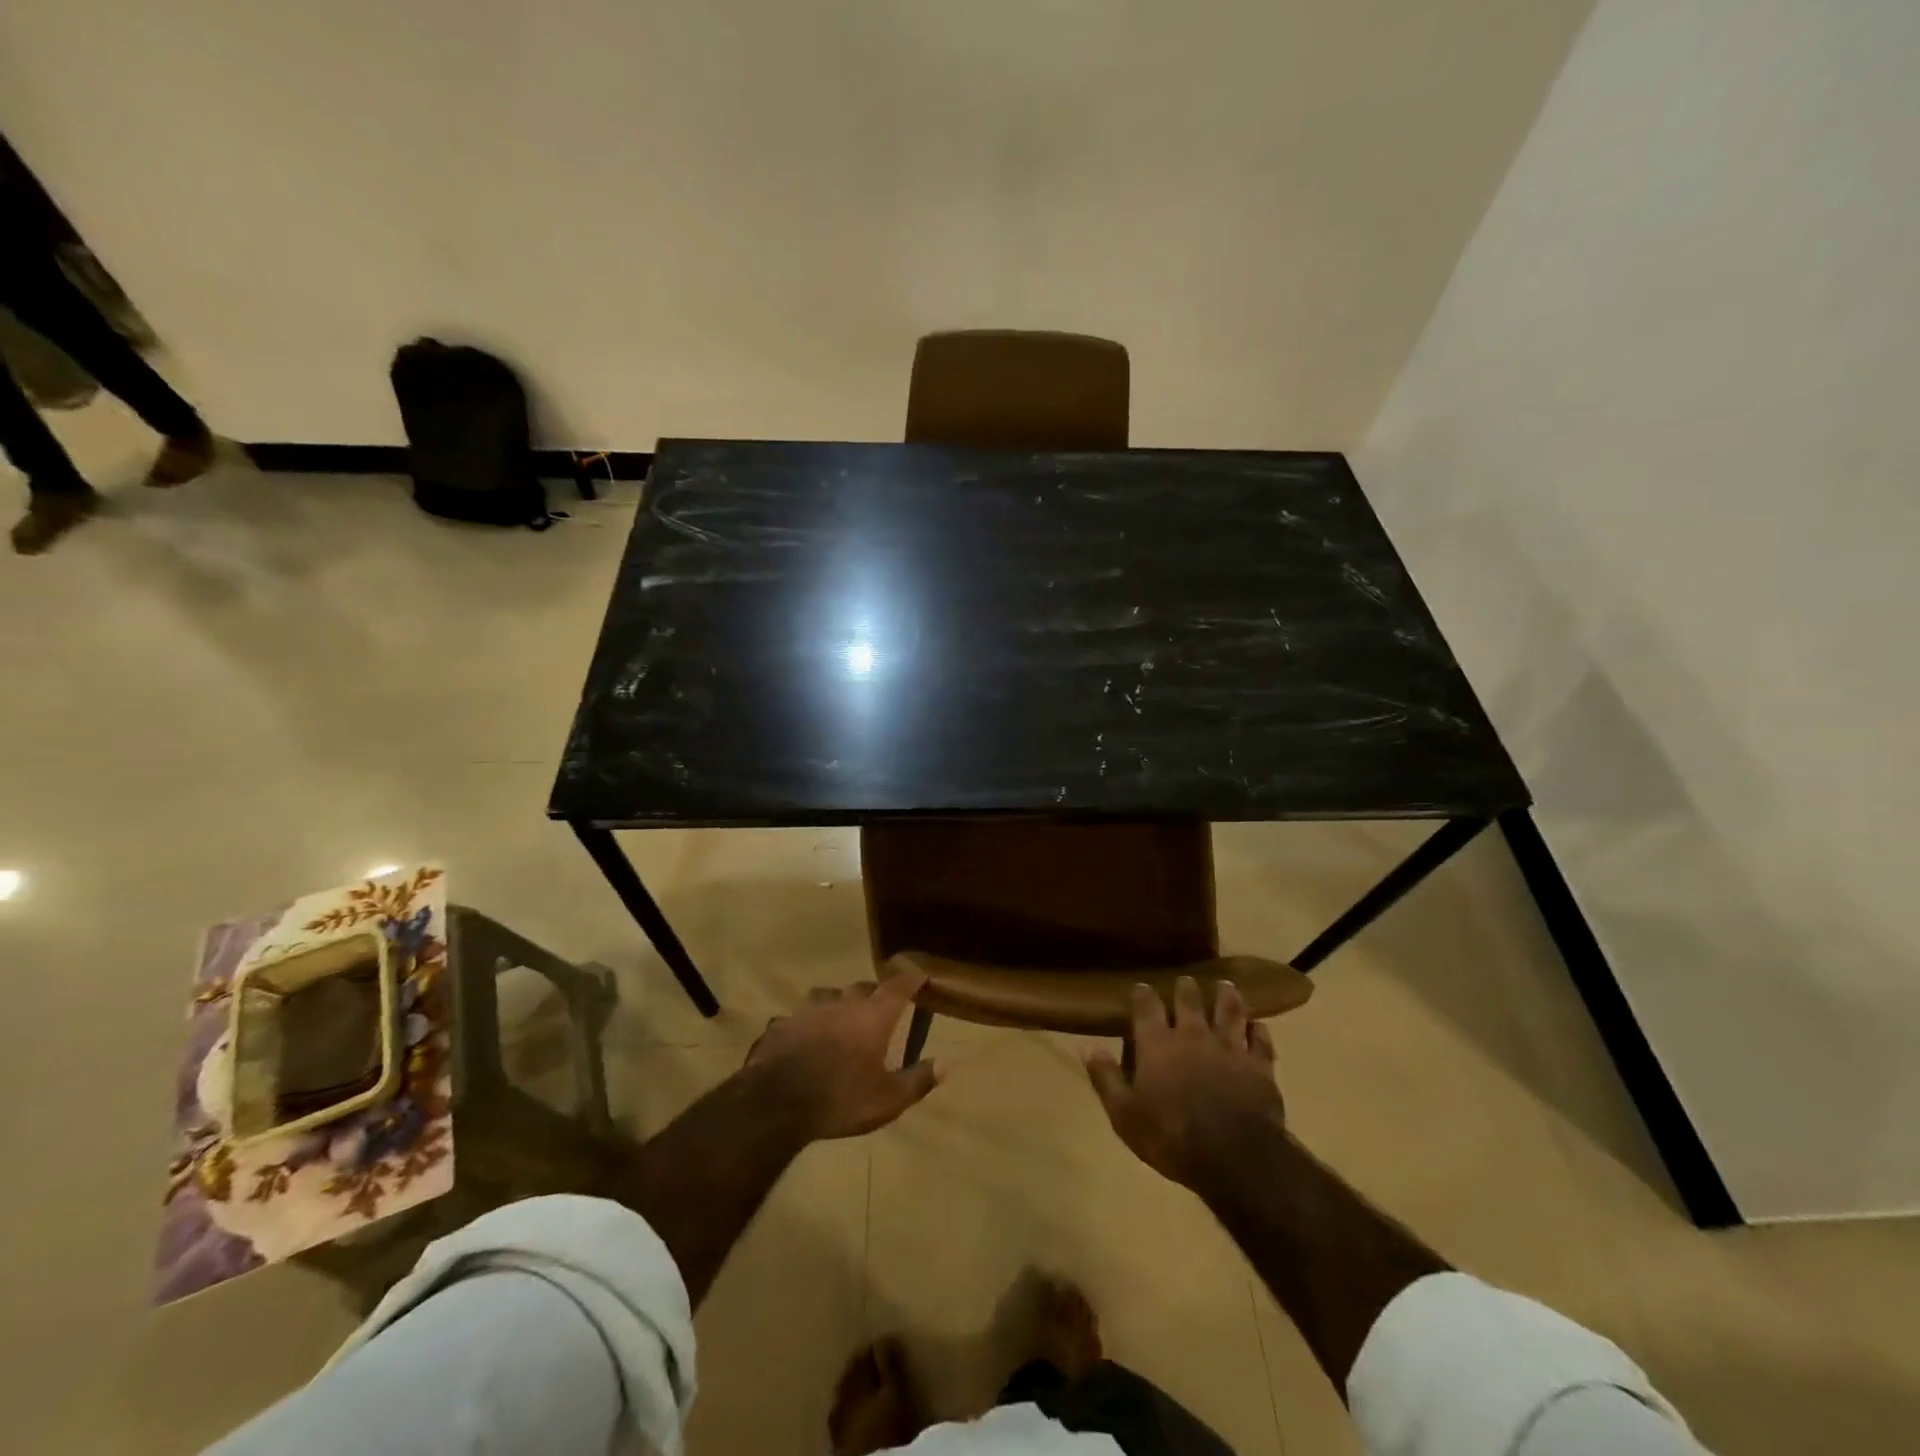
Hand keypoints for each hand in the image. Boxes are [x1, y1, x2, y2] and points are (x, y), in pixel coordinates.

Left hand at [747, 971, 940, 1139]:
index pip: (898, 986)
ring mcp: (807, 1010)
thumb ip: (917, 1080)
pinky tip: (804, 1039)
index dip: (910, 979)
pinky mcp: (781, 1024)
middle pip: (862, 987)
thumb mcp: (887, 1100)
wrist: (775, 1103)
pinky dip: (806, 1025)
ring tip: (840, 1018)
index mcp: (872, 1016)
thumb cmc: (840, 1098)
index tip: (919, 975)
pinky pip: (798, 1018)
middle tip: (879, 1007)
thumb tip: (944, 1064)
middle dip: (873, 993)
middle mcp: (842, 1003)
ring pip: (827, 996)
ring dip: (838, 1003)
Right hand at [1085, 977, 1284, 1188]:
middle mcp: (1192, 1035)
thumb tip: (1089, 1049)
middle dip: (1185, 988)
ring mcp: (1229, 1048)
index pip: (1146, 1007)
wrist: (1234, 1157)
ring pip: (1229, 1011)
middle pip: (1189, 1001)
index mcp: (1157, 1044)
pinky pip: (1260, 1040)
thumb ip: (1107, 1080)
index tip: (1141, 987)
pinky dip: (1258, 1031)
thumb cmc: (1171, 1136)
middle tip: (1186, 981)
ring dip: (1226, 997)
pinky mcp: (1259, 1066)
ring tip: (1226, 986)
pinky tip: (1258, 1026)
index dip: (1143, 995)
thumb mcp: (1125, 1116)